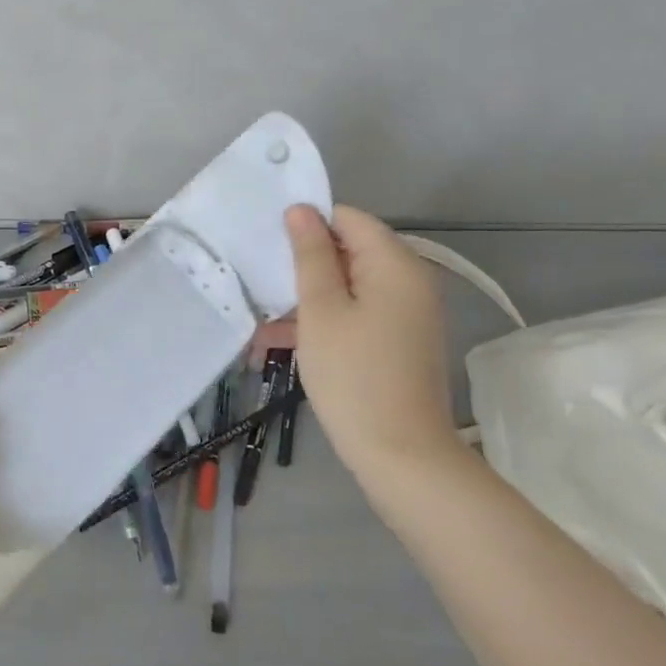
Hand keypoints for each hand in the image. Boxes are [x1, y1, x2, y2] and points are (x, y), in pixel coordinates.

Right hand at [283, 204, 459, 475]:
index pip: (347, 218)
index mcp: (394, 263)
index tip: (268, 244)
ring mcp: (405, 313)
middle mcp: (407, 280)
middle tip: (258, 278)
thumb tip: (301, 210)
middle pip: (348, 251)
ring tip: (258, 318)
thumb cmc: (354, 375)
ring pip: (346, 286)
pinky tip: (277, 342)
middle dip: (301, 264)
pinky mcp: (397, 340)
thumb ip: (310, 255)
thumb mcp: (321, 310)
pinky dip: (322, 321)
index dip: (307, 224)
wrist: (402, 455)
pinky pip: (355, 314)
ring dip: (304, 298)